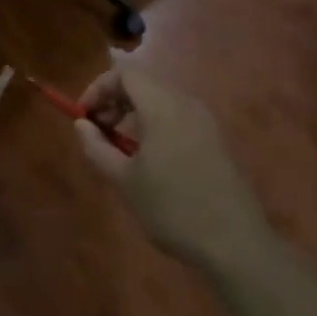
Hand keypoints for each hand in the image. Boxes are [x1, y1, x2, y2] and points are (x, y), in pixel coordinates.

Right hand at [75, 61, 271, 270]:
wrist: (235, 243)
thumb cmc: (172, 208)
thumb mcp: (125, 181)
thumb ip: (97, 147)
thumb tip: (82, 124)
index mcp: (162, 105)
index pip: (125, 72)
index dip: (98, 87)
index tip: (83, 116)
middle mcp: (185, 102)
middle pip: (143, 82)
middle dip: (114, 99)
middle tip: (97, 129)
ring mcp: (203, 119)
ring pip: (160, 98)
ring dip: (133, 112)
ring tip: (118, 145)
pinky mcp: (214, 138)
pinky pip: (176, 114)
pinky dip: (154, 122)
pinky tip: (148, 156)